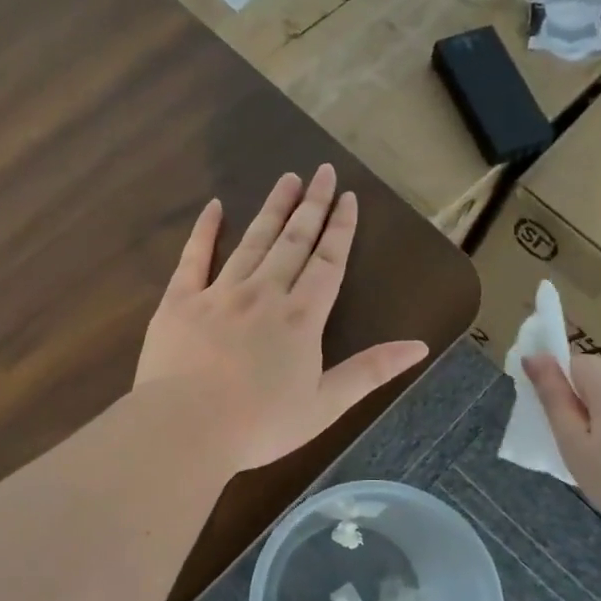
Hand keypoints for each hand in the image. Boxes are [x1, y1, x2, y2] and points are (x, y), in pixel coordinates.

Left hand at [136, 165, 429, 473]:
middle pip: (294, 241)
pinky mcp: (180, 300)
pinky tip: (215, 207)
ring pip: (252, 241)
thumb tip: (420, 347)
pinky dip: (205, 230)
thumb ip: (370, 371)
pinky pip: (194, 257)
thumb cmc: (260, 425)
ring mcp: (220, 293)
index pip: (328, 262)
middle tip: (323, 172)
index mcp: (301, 318)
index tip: (348, 197)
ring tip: (287, 179)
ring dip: (272, 208)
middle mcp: (264, 294)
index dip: (341, 228)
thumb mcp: (325, 405)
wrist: (186, 429)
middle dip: (312, 206)